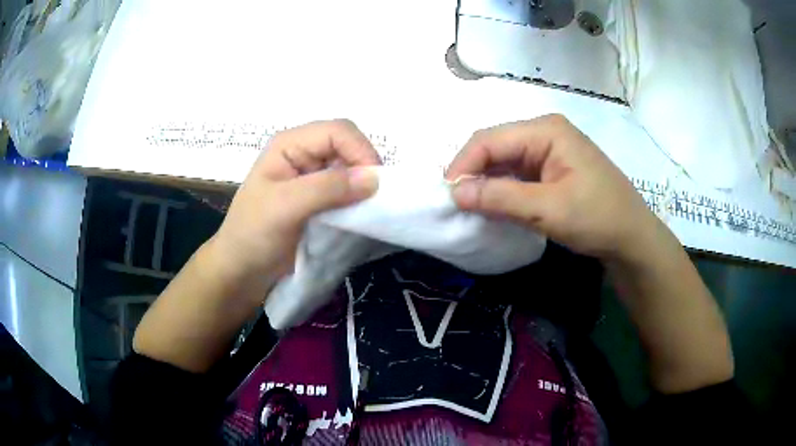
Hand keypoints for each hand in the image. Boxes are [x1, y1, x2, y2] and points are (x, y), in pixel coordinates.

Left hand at [207, 119, 379, 298]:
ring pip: (351, 168)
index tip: (375, 186)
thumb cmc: (253, 235)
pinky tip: (359, 214)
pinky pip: (348, 190)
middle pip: (348, 145)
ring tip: (369, 208)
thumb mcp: (285, 208)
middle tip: (375, 199)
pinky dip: (358, 200)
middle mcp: (304, 153)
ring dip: (363, 186)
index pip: (338, 131)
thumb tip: (375, 178)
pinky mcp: (319, 198)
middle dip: (365, 167)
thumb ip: (327, 188)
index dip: (360, 152)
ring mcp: (312, 176)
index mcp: (290, 144)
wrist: (242, 271)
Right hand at [446, 114, 662, 261]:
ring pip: (505, 162)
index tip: (446, 195)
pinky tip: (493, 205)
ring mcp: (550, 151)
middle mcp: (545, 133)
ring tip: (469, 206)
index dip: (464, 164)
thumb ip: (501, 197)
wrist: (632, 239)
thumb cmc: (598, 218)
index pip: (491, 139)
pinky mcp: (552, 170)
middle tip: (455, 203)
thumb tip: (455, 193)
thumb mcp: (548, 209)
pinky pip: (518, 175)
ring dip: (486, 183)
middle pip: (496, 147)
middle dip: (473, 173)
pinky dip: (502, 190)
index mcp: (546, 130)